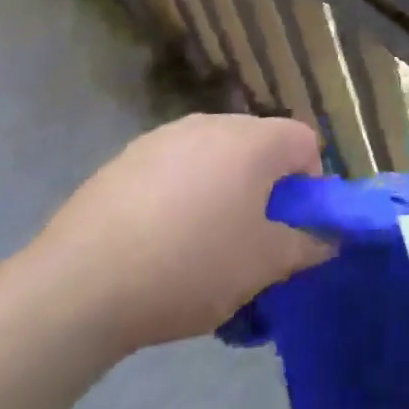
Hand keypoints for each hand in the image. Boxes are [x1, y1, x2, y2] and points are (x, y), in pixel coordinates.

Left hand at [30, 113, 328, 358]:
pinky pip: (174, 167)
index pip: (305, 141)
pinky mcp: (126, 158)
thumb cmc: (189, 266)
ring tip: (201, 242)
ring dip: (223, 188)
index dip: (309, 183)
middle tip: (250, 238)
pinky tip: (157, 239)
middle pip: (259, 145)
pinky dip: (181, 193)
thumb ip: (306, 246)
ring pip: (215, 156)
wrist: (79, 285)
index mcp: (253, 140)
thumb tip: (329, 238)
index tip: (290, 226)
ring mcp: (164, 136)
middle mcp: (212, 123)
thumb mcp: (262, 266)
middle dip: (265, 186)